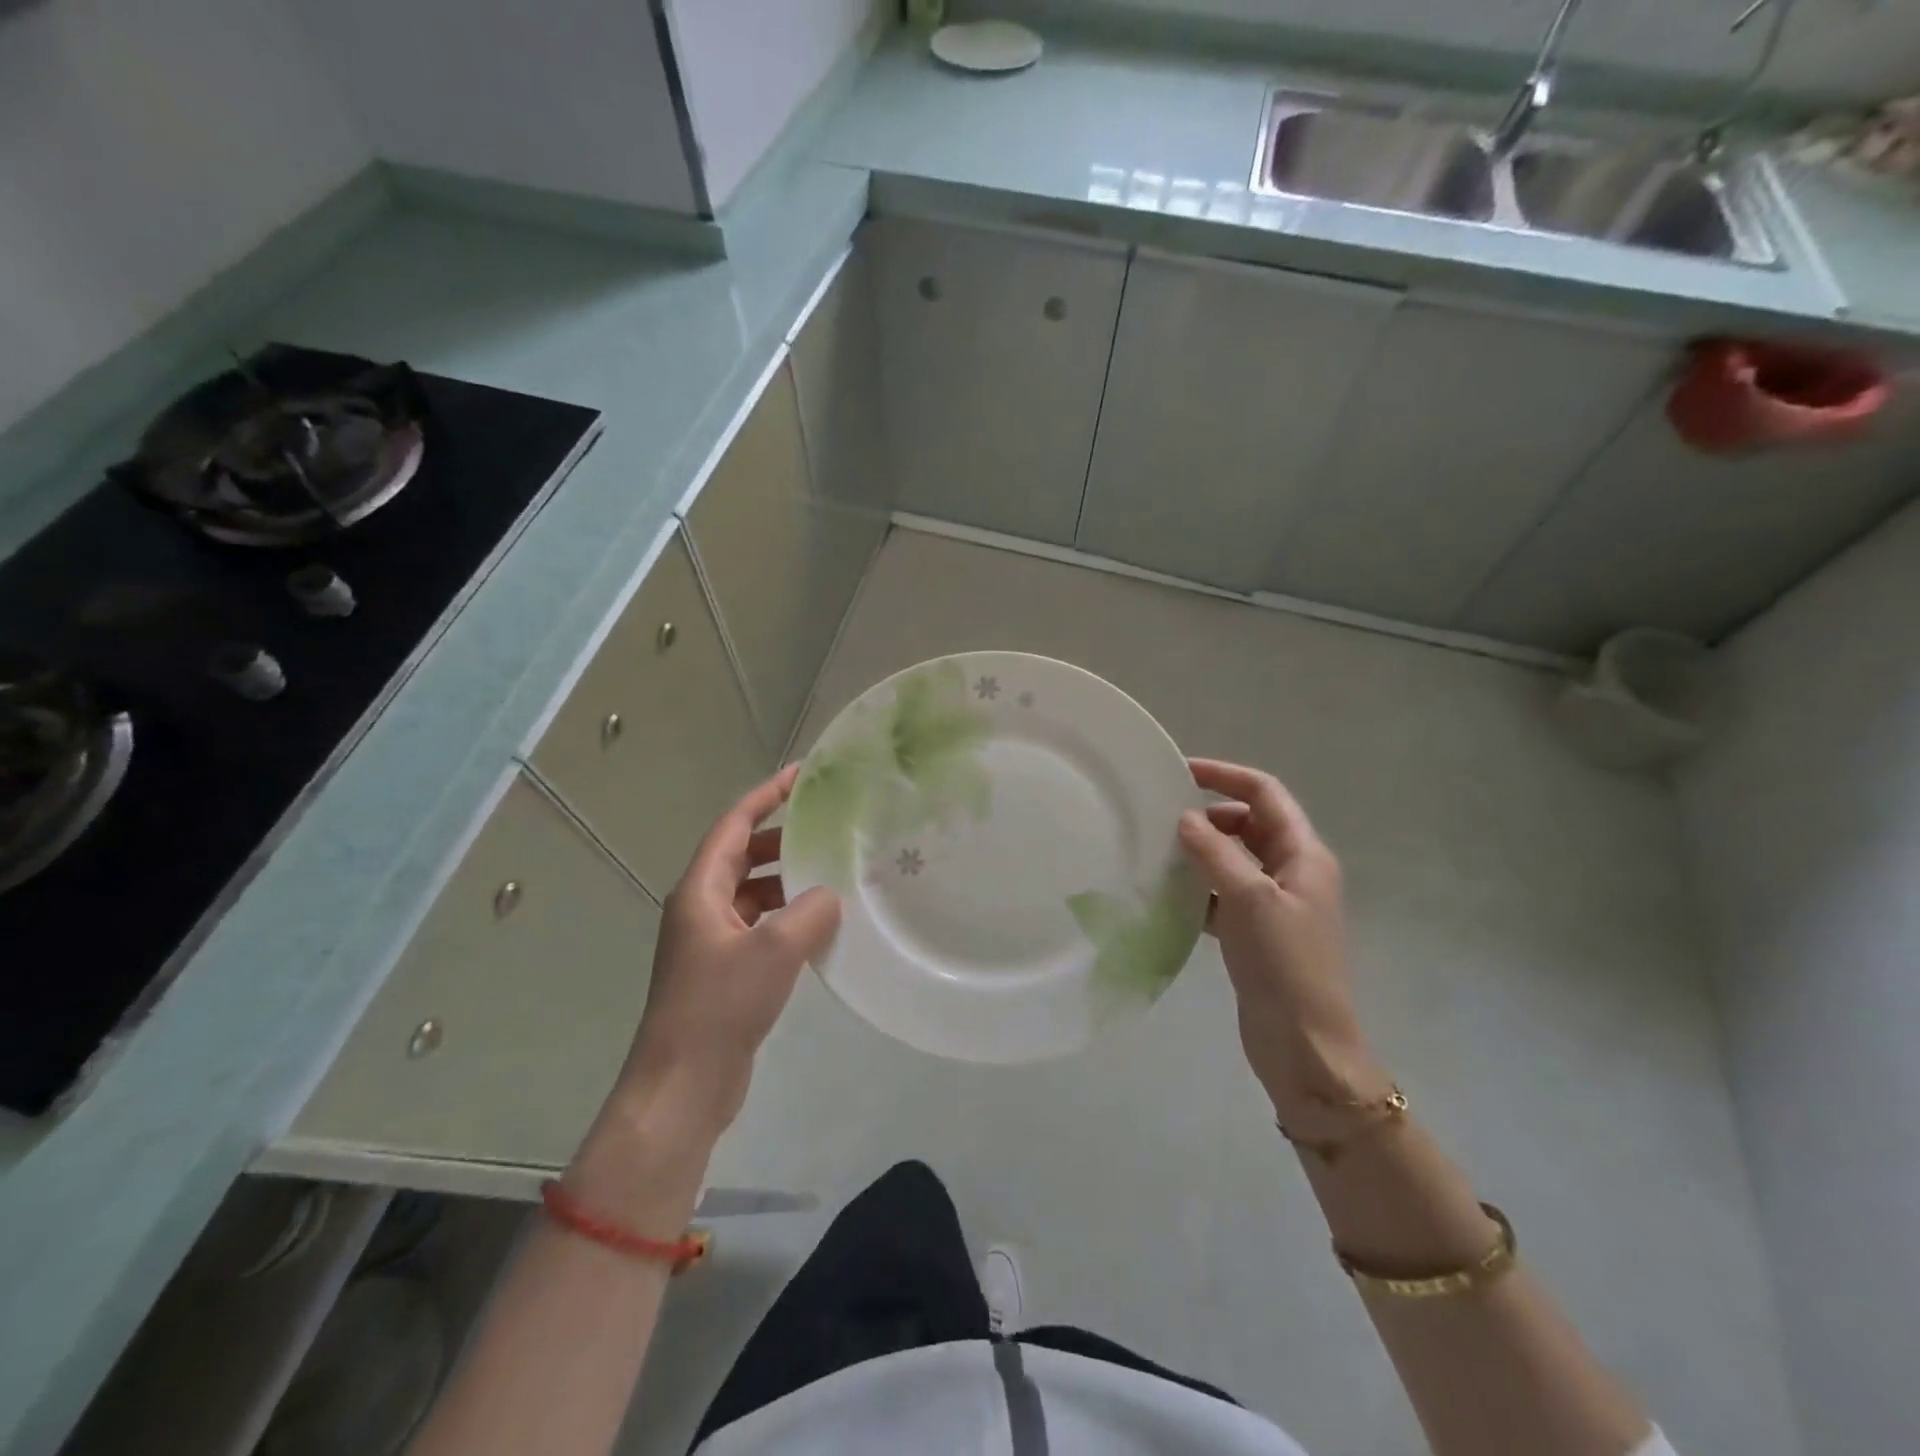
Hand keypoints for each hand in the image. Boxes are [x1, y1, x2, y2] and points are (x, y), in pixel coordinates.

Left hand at [618, 765, 841, 1142]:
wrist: (682, 1085)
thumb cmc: (719, 1007)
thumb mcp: (774, 951)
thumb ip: (810, 912)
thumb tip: (830, 896)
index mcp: (699, 890)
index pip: (734, 826)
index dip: (765, 796)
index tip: (801, 775)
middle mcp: (700, 907)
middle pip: (742, 855)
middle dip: (781, 838)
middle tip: (826, 828)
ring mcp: (709, 941)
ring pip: (752, 892)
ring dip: (786, 881)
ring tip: (830, 875)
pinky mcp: (723, 970)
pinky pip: (758, 926)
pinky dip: (786, 917)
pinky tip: (818, 927)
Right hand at [1177, 758, 1384, 1121]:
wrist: (1305, 1045)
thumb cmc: (1284, 965)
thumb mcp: (1248, 900)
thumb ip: (1215, 853)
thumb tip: (1185, 817)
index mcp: (1304, 855)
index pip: (1265, 795)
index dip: (1226, 776)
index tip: (1180, 772)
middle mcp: (1293, 873)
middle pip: (1250, 824)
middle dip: (1210, 815)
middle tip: (1164, 820)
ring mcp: (1276, 905)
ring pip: (1234, 860)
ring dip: (1202, 852)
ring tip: (1158, 853)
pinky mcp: (1257, 934)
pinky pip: (1224, 895)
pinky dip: (1199, 889)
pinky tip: (1168, 897)